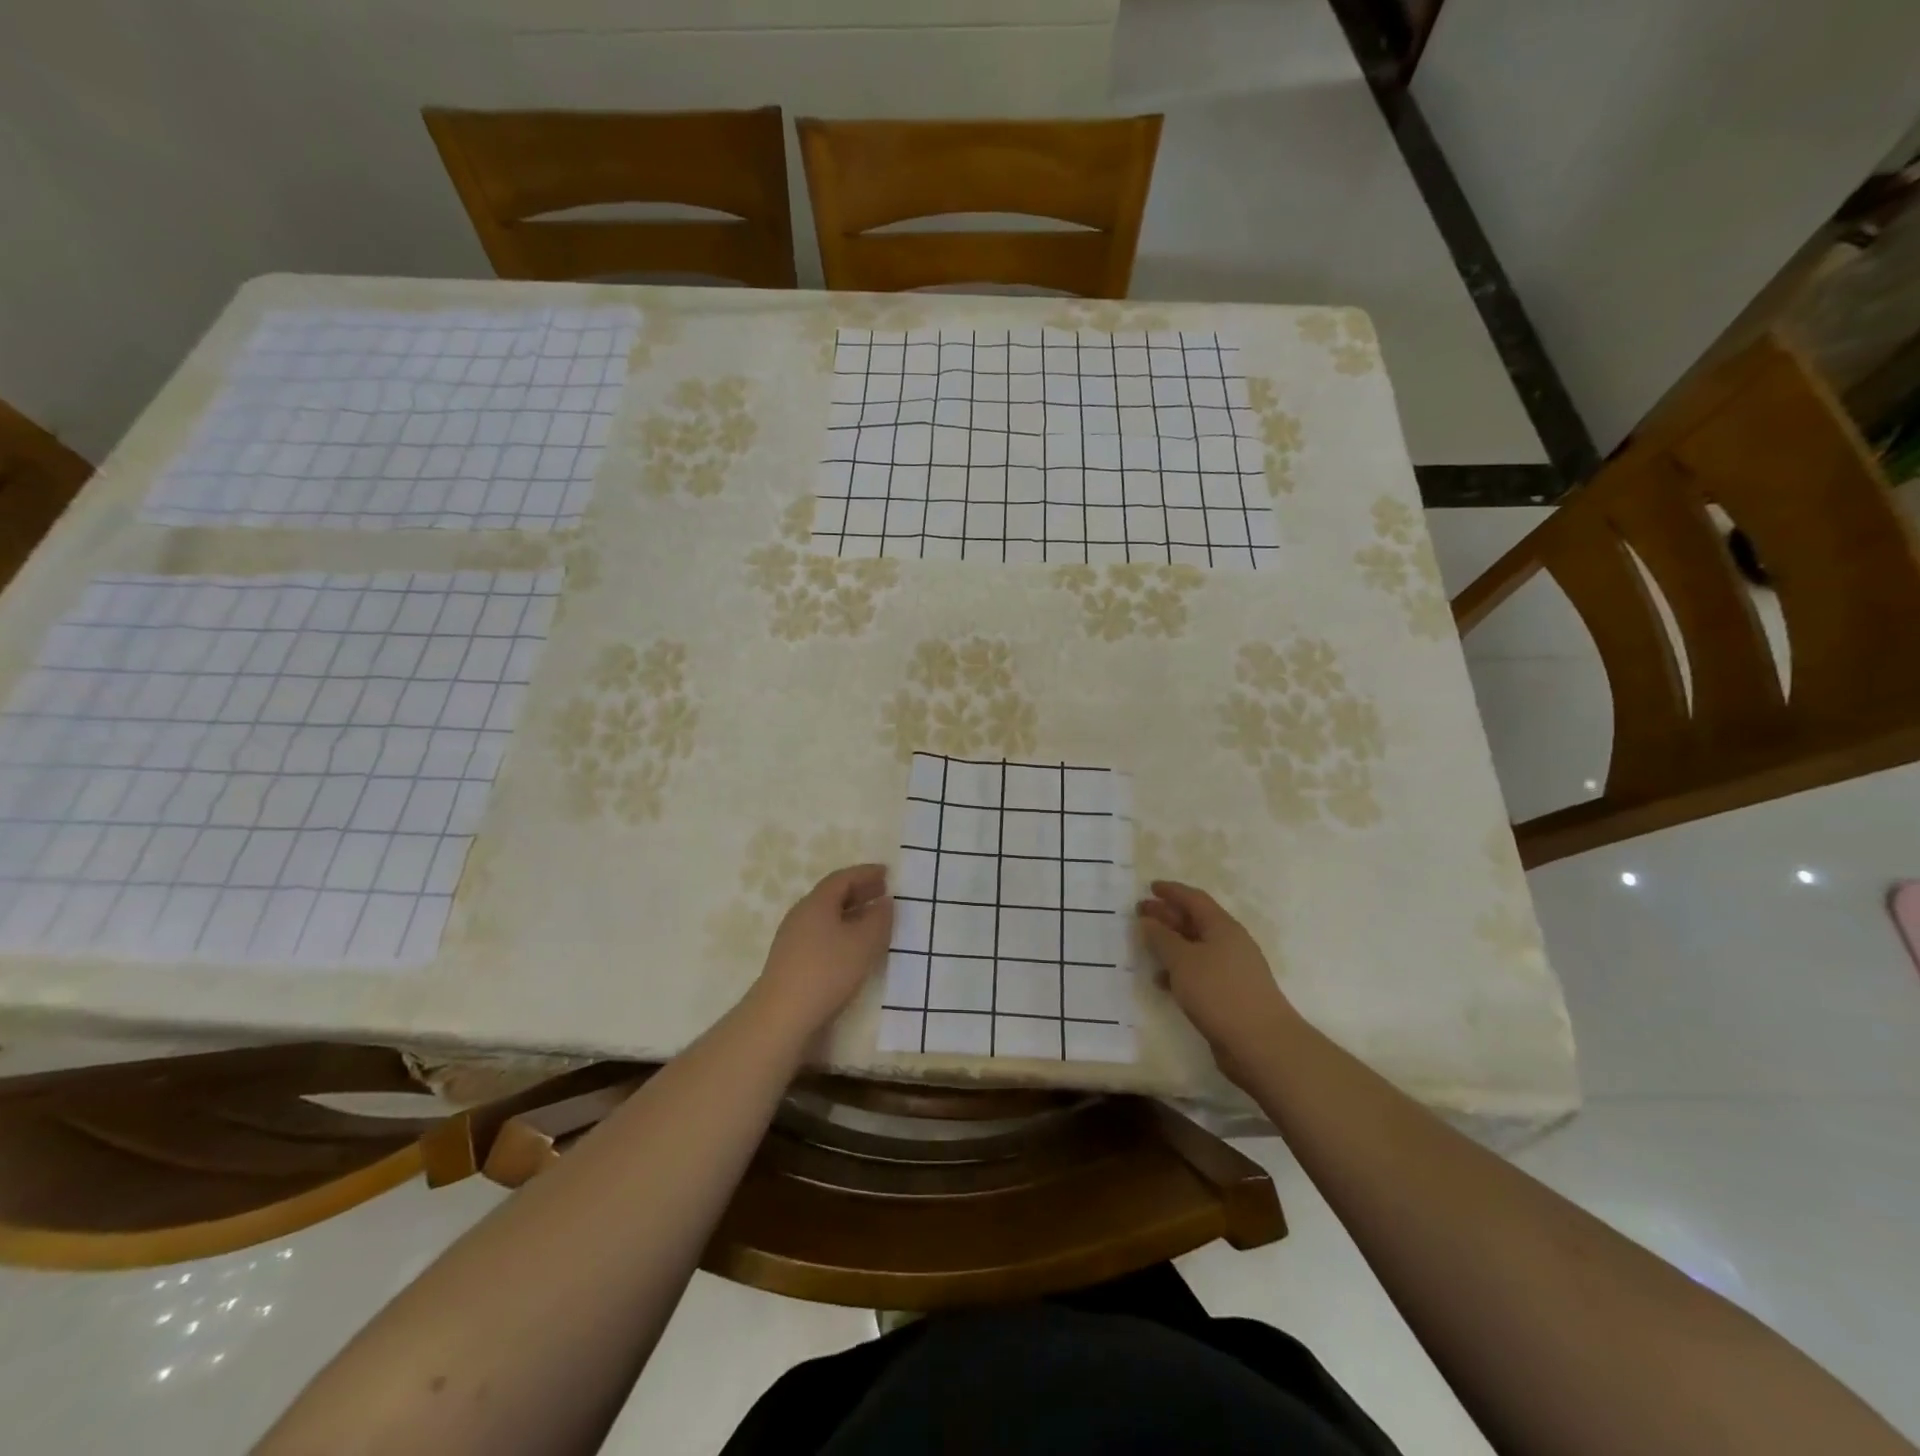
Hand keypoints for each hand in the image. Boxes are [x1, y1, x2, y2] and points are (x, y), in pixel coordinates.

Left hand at [747, 864, 893, 1048]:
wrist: (781, 1016)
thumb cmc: (827, 971)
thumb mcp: (863, 943)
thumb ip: (879, 919)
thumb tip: (885, 902)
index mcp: (817, 902)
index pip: (843, 877)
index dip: (866, 873)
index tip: (887, 873)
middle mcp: (802, 914)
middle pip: (833, 895)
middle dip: (859, 891)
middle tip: (884, 891)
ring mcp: (793, 938)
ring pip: (827, 916)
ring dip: (852, 913)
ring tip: (874, 920)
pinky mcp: (792, 961)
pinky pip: (822, 934)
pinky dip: (842, 931)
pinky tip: (854, 948)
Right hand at [1137, 880, 1295, 1082]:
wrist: (1262, 1044)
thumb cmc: (1220, 993)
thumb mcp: (1183, 961)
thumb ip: (1162, 938)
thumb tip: (1148, 920)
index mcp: (1222, 927)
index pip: (1194, 899)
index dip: (1172, 891)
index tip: (1150, 887)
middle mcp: (1230, 944)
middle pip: (1195, 921)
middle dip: (1167, 915)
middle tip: (1141, 912)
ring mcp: (1232, 970)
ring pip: (1196, 948)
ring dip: (1171, 944)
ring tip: (1145, 945)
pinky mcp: (1230, 995)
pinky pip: (1199, 973)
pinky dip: (1179, 971)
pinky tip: (1161, 981)